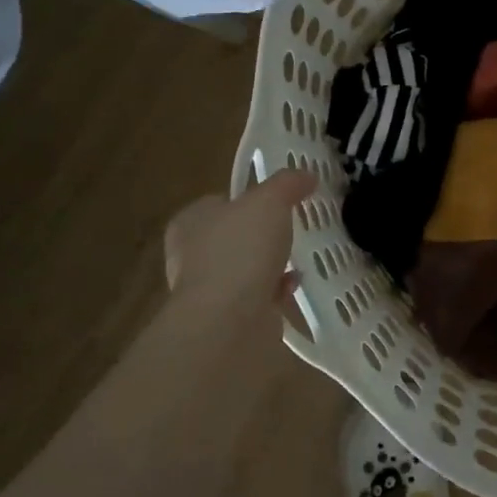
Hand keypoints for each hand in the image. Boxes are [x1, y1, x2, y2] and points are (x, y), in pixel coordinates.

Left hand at [161, 168, 316, 327]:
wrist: (229, 321)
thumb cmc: (240, 250)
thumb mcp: (269, 201)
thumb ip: (287, 184)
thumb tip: (305, 175)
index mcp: (191, 222)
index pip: (218, 202)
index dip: (247, 198)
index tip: (278, 201)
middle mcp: (192, 255)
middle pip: (233, 236)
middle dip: (262, 235)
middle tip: (292, 228)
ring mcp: (208, 290)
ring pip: (246, 268)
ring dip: (271, 265)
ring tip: (299, 257)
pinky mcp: (228, 318)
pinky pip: (257, 297)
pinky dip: (276, 291)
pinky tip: (294, 286)